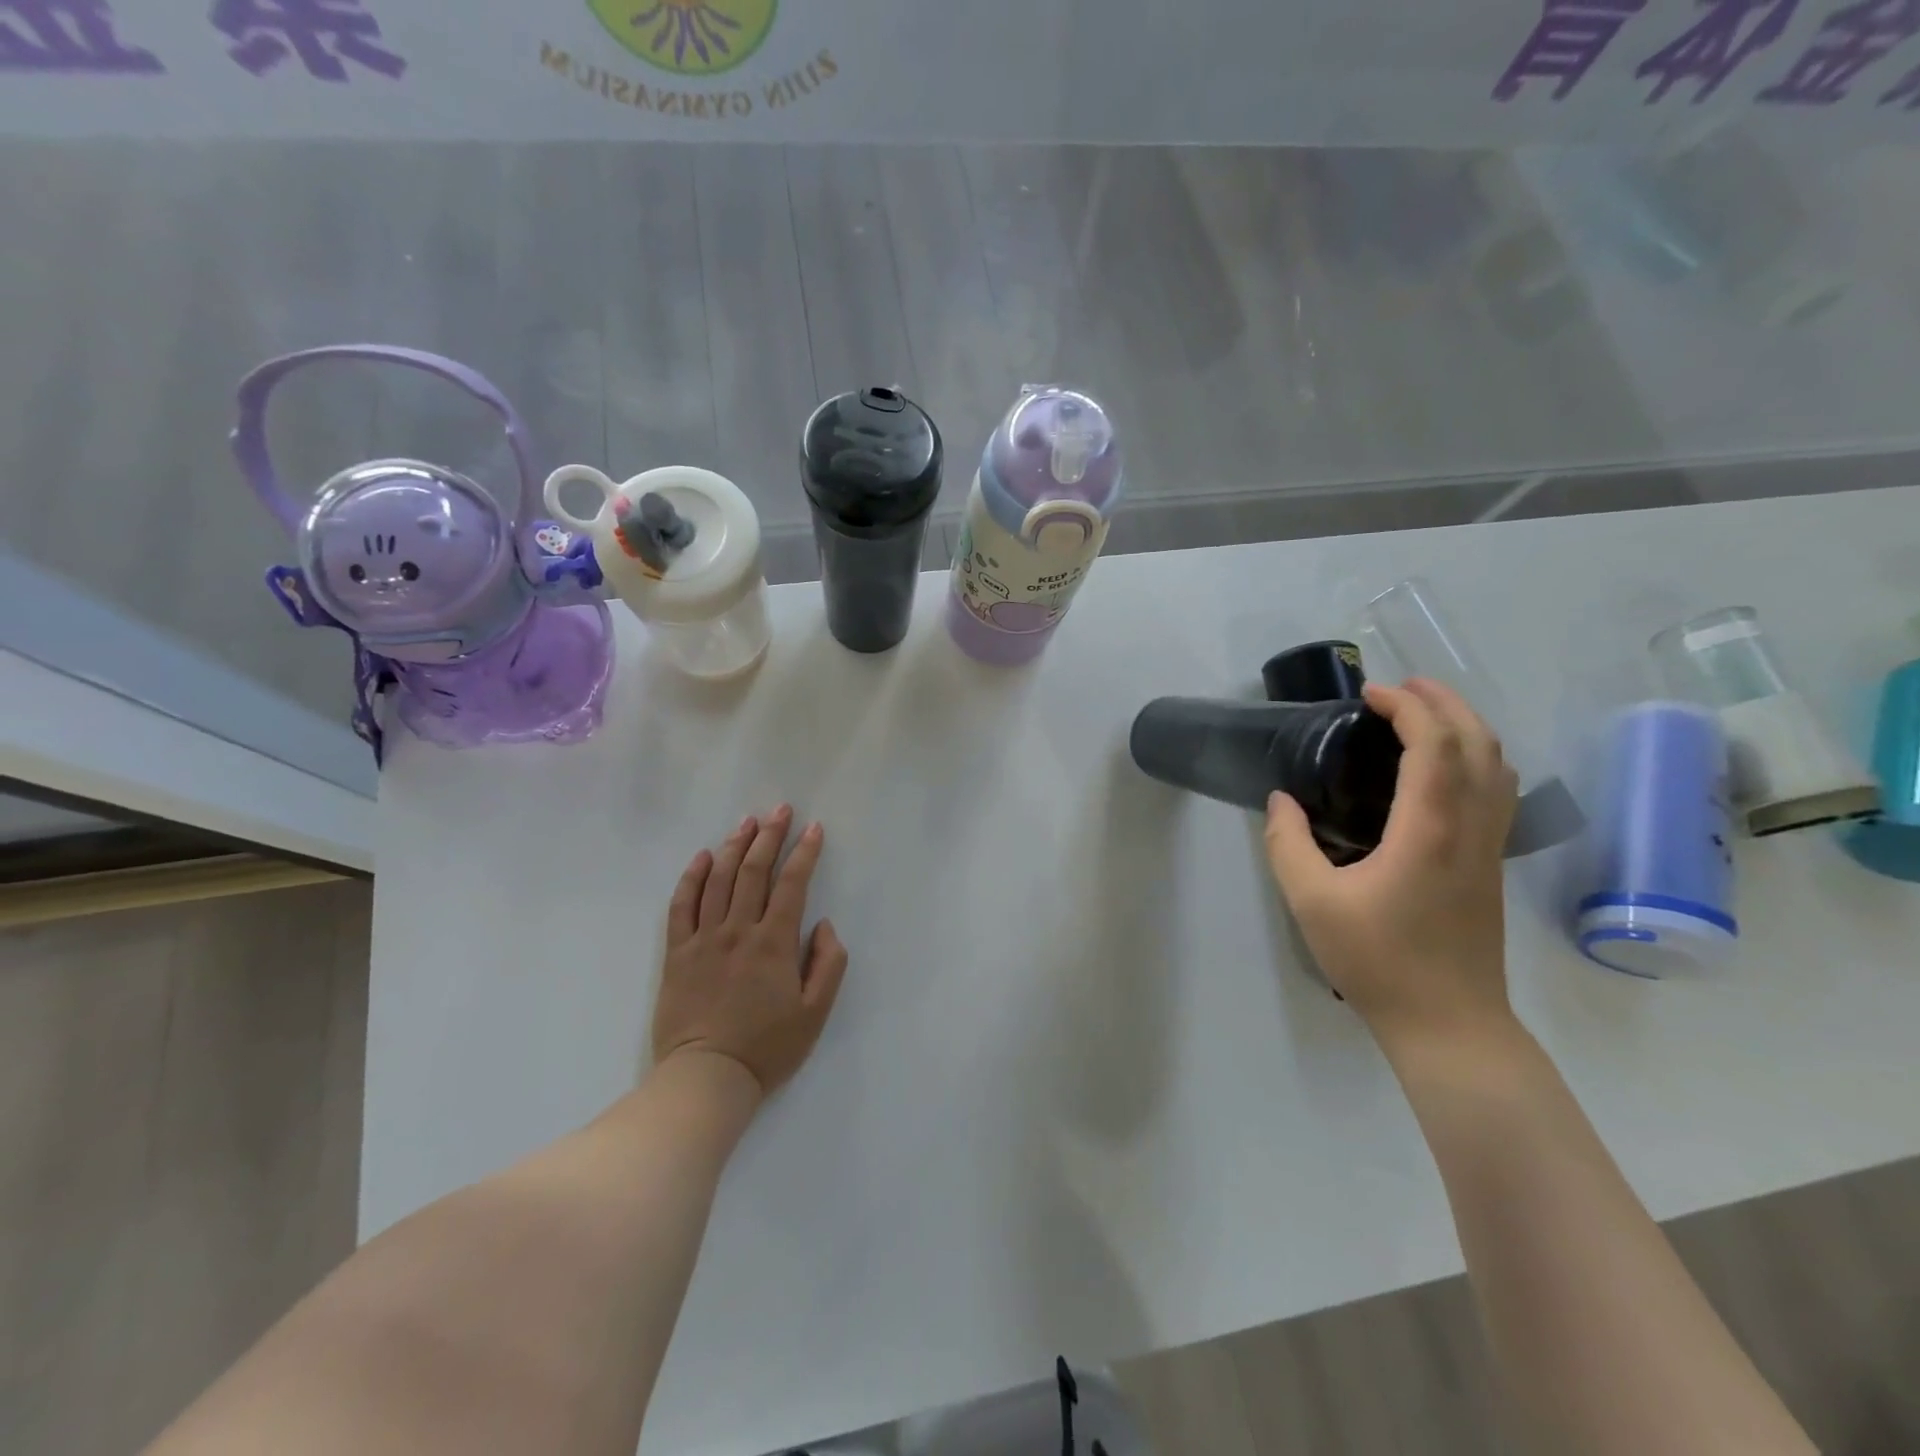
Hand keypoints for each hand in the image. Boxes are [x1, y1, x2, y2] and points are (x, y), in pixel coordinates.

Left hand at [651, 806, 848, 1098]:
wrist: (706, 1078)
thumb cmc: (767, 1047)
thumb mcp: (815, 1012)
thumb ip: (828, 963)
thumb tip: (823, 924)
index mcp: (774, 943)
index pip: (792, 884)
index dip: (804, 853)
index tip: (814, 829)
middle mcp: (738, 931)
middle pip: (753, 871)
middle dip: (769, 836)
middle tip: (780, 809)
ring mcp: (703, 939)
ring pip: (717, 880)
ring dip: (733, 846)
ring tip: (747, 822)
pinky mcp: (677, 953)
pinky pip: (681, 906)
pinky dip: (691, 878)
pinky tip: (701, 857)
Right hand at [1263, 679, 1518, 1055]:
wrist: (1448, 1023)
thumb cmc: (1377, 960)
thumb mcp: (1311, 901)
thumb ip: (1288, 843)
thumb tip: (1282, 800)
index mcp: (1429, 830)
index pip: (1434, 744)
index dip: (1408, 707)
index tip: (1370, 694)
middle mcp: (1470, 827)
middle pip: (1479, 743)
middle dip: (1444, 702)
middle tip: (1400, 688)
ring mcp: (1488, 847)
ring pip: (1498, 766)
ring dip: (1466, 727)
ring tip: (1424, 715)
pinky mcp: (1490, 865)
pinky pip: (1497, 791)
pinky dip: (1476, 759)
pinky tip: (1444, 769)